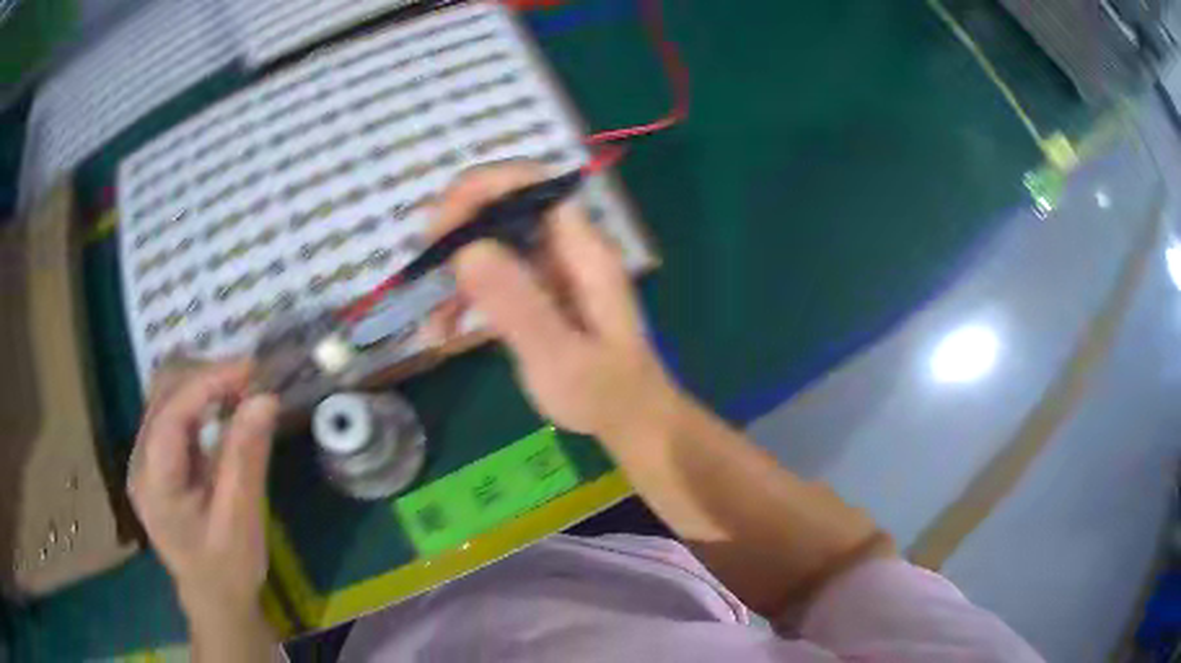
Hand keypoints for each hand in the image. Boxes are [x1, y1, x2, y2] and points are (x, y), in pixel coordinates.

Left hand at [127, 359, 278, 618]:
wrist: (213, 599)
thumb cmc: (227, 569)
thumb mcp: (241, 520)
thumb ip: (246, 459)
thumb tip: (265, 399)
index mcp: (154, 483)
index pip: (171, 414)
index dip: (208, 382)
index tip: (250, 367)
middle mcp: (140, 460)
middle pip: (162, 393)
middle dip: (205, 376)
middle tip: (250, 381)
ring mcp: (145, 456)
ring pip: (166, 394)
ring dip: (203, 383)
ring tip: (241, 390)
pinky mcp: (157, 457)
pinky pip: (174, 410)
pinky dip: (200, 399)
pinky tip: (224, 407)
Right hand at [431, 163, 680, 440]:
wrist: (631, 421)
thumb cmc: (605, 394)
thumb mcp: (560, 357)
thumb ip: (518, 305)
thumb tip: (467, 250)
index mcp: (584, 251)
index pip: (534, 186)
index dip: (485, 187)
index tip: (442, 220)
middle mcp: (567, 249)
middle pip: (506, 208)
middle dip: (460, 228)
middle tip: (425, 262)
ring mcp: (551, 270)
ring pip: (493, 243)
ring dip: (457, 271)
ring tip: (433, 317)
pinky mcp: (537, 294)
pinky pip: (493, 277)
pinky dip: (465, 297)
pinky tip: (444, 330)